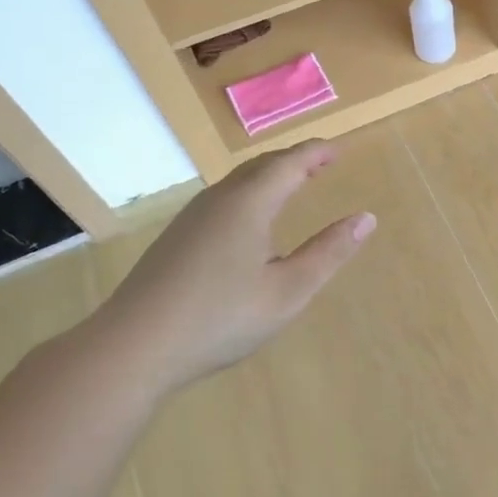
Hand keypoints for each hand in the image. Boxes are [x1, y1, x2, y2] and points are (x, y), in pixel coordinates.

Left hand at [91, 141, 374, 393]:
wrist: (131, 347)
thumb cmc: (219, 318)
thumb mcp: (288, 291)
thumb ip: (329, 253)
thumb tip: (366, 218)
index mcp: (249, 203)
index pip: (290, 163)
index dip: (317, 153)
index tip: (339, 149)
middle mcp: (219, 200)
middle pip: (262, 165)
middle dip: (294, 159)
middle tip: (320, 162)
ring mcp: (191, 218)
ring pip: (238, 182)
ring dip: (270, 175)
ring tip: (292, 184)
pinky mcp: (175, 238)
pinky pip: (222, 199)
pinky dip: (249, 194)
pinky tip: (250, 221)